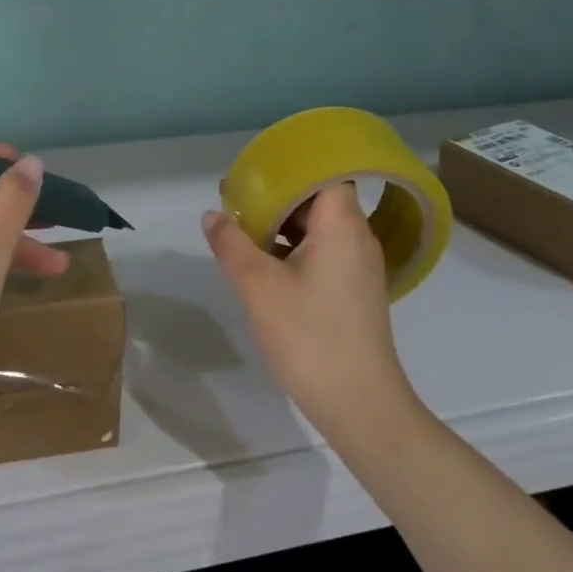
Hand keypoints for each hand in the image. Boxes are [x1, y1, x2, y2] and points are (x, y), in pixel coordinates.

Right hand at [203, 185, 418, 444]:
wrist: (360, 405)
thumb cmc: (309, 335)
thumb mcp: (257, 285)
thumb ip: (231, 243)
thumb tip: (212, 215)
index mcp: (342, 224)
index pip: (323, 172)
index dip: (288, 166)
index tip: (253, 170)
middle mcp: (357, 237)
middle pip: (317, 197)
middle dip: (276, 195)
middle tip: (235, 198)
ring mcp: (358, 266)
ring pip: (318, 227)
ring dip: (281, 223)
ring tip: (241, 227)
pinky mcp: (353, 290)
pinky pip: (322, 251)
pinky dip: (293, 248)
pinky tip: (262, 262)